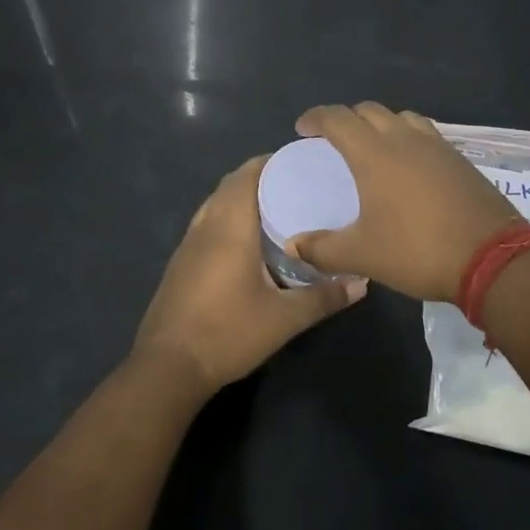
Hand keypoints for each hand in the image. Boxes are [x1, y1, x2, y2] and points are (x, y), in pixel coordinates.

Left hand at [131, 156, 366, 395]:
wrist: (168, 366)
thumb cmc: (228, 333)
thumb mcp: (284, 319)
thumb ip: (323, 297)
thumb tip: (361, 283)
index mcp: (230, 227)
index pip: (248, 174)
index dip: (272, 162)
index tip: (302, 163)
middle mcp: (206, 225)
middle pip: (231, 184)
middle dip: (262, 177)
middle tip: (298, 186)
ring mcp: (188, 243)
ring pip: (217, 203)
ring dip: (242, 197)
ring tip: (278, 209)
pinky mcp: (181, 262)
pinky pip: (208, 223)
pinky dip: (229, 217)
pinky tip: (249, 242)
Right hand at [288, 103, 520, 303]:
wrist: (492, 258)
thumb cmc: (417, 250)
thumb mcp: (362, 255)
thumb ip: (322, 249)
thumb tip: (293, 245)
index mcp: (374, 154)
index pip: (337, 118)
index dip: (315, 118)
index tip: (302, 129)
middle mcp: (404, 139)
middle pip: (368, 110)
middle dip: (346, 118)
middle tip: (333, 140)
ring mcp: (437, 146)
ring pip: (401, 117)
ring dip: (380, 124)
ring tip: (372, 147)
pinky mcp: (459, 159)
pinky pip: (425, 134)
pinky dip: (407, 138)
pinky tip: (408, 166)